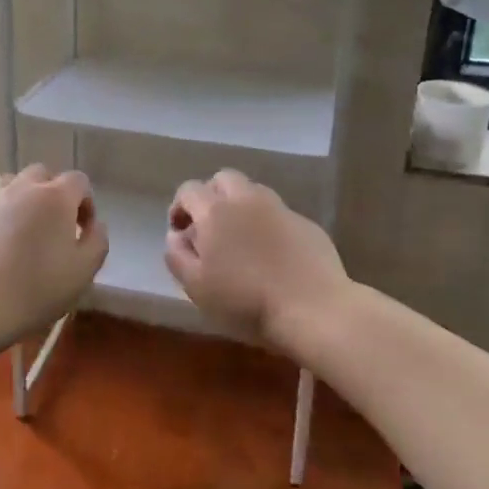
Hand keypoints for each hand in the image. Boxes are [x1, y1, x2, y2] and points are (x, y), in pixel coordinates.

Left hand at [0, 165, 107, 340]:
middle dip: (52, 194)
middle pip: (41, 174)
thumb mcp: (84, 271)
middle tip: (53, 227)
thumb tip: (94, 225)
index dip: (85, 202)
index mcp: (55, 197)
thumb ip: (97, 241)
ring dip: (20, 200)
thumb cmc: (36, 289)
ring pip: (8, 186)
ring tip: (21, 232)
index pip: (78, 180)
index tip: (83, 230)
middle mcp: (20, 189)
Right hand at [164, 170, 349, 351]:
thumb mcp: (197, 287)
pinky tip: (272, 254)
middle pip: (223, 179)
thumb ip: (177, 256)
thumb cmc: (246, 302)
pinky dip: (268, 224)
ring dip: (240, 206)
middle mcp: (247, 199)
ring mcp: (281, 209)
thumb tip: (175, 236)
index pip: (189, 190)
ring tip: (241, 240)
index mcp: (215, 211)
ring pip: (253, 192)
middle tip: (210, 228)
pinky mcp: (307, 224)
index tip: (180, 232)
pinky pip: (279, 214)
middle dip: (211, 196)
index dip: (180, 207)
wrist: (314, 310)